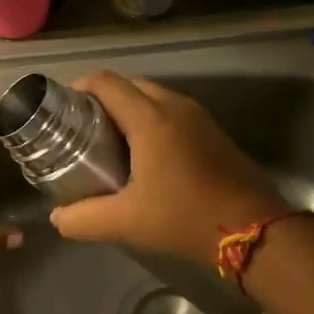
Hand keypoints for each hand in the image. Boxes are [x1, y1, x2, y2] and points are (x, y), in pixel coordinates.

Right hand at [49, 73, 287, 264]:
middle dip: (102, 101)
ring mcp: (199, 117)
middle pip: (129, 86)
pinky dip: (151, 123)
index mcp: (151, 118)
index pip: (106, 82)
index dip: (78, 90)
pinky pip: (172, 113)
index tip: (62, 113)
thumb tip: (57, 217)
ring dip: (128, 112)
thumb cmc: (185, 217)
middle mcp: (175, 106)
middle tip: (82, 132)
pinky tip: (145, 158)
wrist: (256, 231)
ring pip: (153, 99)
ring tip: (108, 145)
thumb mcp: (126, 222)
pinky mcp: (214, 133)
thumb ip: (83, 218)